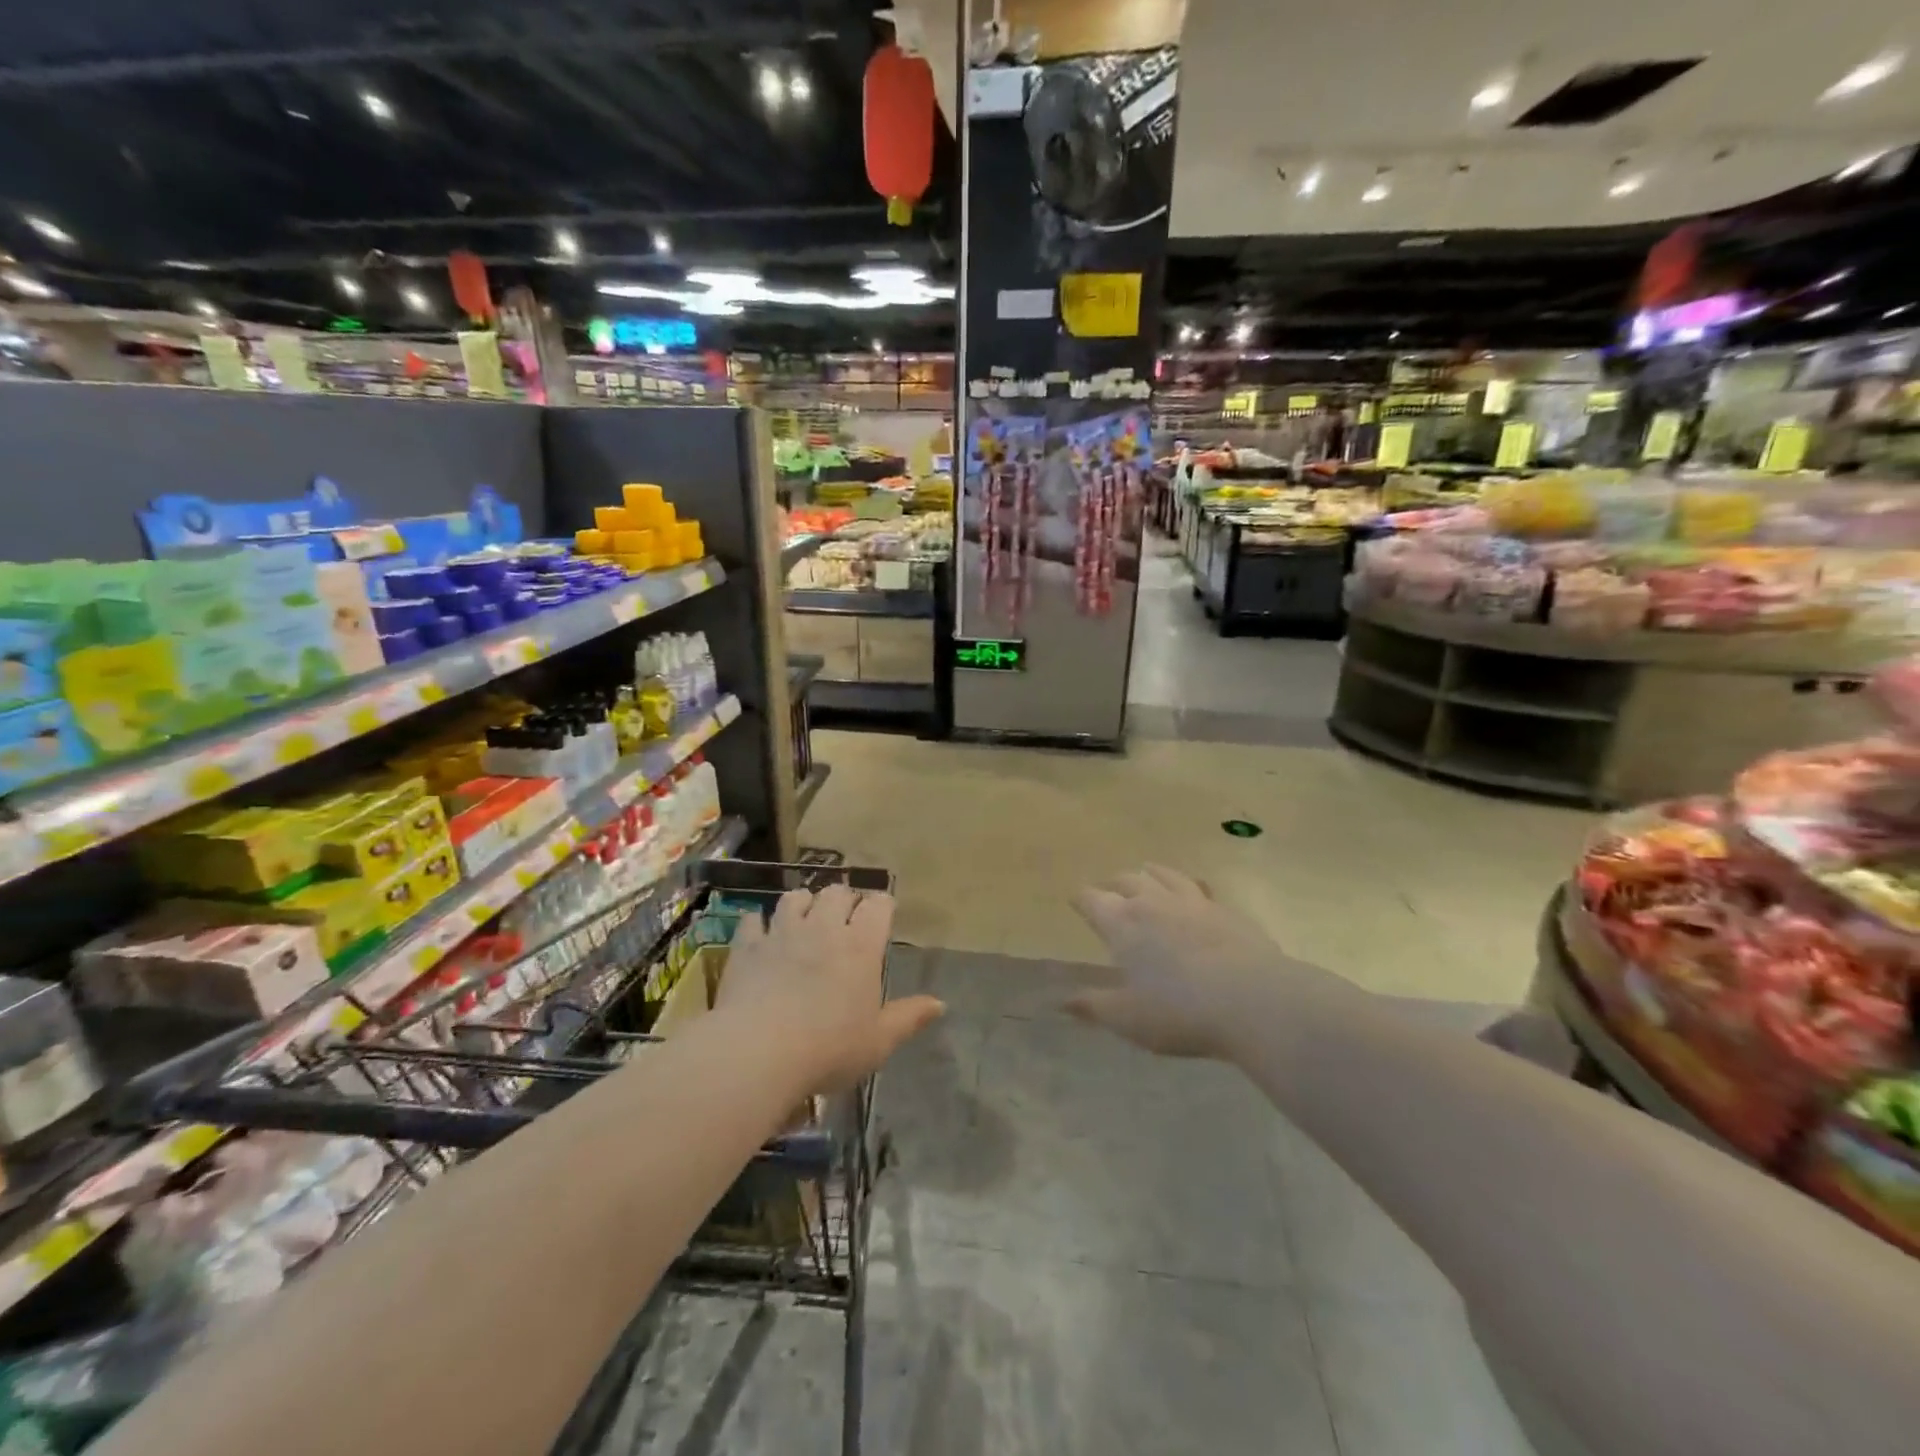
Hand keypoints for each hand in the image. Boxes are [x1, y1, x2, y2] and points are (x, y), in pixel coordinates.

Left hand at [716, 884, 944, 1091]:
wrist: (759, 1052)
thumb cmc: (829, 1049)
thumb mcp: (879, 1041)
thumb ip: (909, 1018)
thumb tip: (940, 1004)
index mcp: (861, 946)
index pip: (878, 905)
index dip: (882, 905)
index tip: (883, 913)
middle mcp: (824, 928)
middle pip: (837, 893)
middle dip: (844, 900)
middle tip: (845, 918)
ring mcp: (783, 933)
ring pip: (794, 897)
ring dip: (803, 903)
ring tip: (804, 917)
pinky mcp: (748, 946)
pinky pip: (752, 920)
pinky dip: (758, 923)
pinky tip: (760, 933)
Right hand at [1068, 864, 1302, 1060]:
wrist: (1253, 1001)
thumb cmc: (1179, 1012)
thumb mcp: (1128, 1018)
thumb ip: (1093, 1006)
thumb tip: (1061, 1001)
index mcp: (1123, 923)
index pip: (1092, 900)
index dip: (1081, 899)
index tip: (1075, 900)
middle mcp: (1153, 903)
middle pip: (1127, 880)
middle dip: (1113, 883)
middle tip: (1108, 890)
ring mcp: (1193, 902)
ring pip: (1164, 875)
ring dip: (1150, 873)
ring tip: (1146, 871)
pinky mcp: (1225, 910)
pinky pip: (1200, 888)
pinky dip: (1189, 886)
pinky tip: (1195, 892)